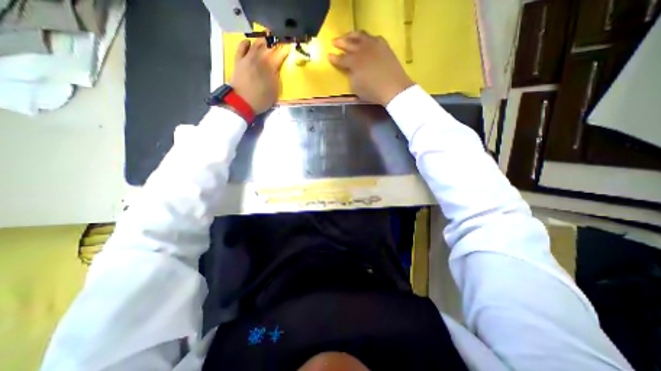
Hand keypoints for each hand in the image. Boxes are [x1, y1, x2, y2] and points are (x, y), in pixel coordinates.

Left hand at [230, 37, 289, 114]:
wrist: (241, 101)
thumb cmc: (261, 100)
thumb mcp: (274, 92)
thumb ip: (276, 79)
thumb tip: (276, 70)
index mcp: (270, 67)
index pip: (279, 55)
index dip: (284, 51)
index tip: (288, 48)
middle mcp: (259, 59)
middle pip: (267, 47)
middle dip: (273, 44)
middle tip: (277, 44)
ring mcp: (247, 58)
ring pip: (255, 44)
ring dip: (262, 42)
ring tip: (266, 41)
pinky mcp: (238, 61)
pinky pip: (241, 47)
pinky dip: (246, 43)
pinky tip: (249, 42)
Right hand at [329, 31, 413, 105]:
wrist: (393, 87)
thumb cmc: (372, 91)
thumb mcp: (356, 87)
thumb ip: (351, 76)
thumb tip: (350, 70)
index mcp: (354, 62)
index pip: (341, 59)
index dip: (334, 58)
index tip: (329, 56)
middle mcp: (362, 50)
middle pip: (349, 43)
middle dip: (340, 42)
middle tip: (334, 41)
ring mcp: (374, 45)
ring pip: (361, 35)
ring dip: (352, 35)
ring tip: (348, 36)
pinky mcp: (384, 46)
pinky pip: (373, 37)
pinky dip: (367, 38)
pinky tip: (366, 40)